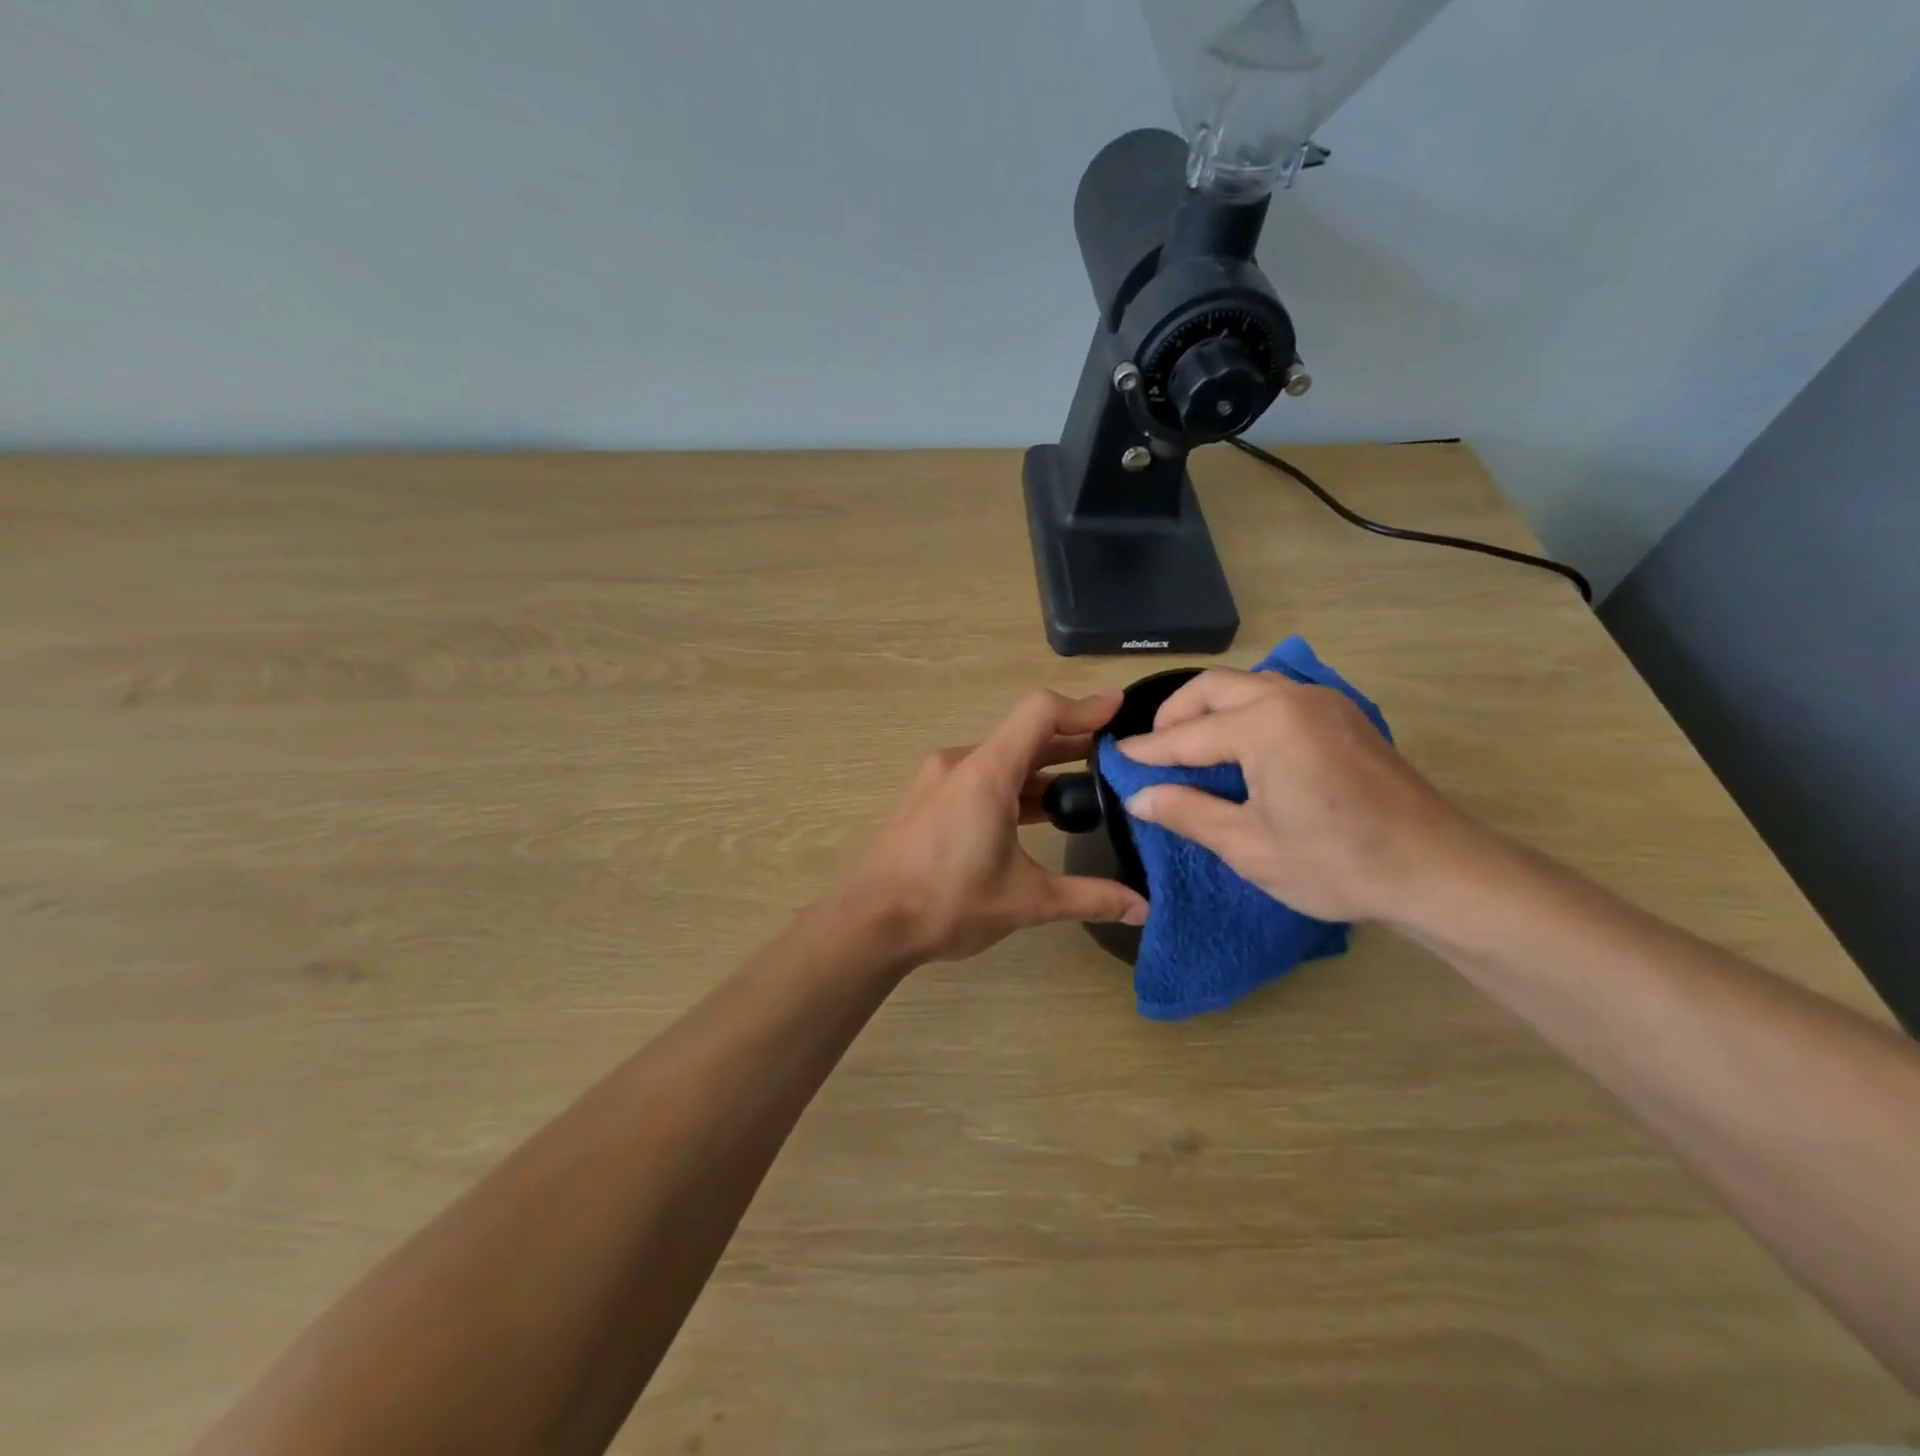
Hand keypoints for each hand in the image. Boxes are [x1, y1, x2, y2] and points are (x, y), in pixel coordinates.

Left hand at [837, 690, 1148, 962]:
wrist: (870, 922)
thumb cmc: (947, 902)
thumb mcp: (1026, 901)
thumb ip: (1089, 897)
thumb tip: (1144, 908)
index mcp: (987, 773)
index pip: (1041, 713)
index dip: (1084, 708)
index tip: (1120, 711)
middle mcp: (962, 764)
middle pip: (1026, 736)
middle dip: (1073, 743)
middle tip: (1117, 757)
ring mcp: (941, 780)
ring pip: (1003, 760)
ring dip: (1044, 770)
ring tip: (1087, 789)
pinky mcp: (930, 800)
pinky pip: (982, 778)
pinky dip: (1016, 787)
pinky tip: (1040, 815)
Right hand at [1117, 669, 1495, 922]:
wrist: (1438, 870)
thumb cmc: (1336, 862)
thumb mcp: (1248, 845)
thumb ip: (1186, 812)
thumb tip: (1138, 797)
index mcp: (1265, 725)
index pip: (1186, 735)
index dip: (1147, 751)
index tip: (1114, 757)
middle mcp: (1291, 697)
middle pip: (1213, 688)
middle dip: (1175, 715)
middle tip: (1153, 751)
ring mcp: (1324, 702)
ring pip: (1247, 685)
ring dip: (1210, 708)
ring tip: (1190, 747)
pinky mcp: (1344, 717)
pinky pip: (1277, 697)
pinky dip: (1244, 711)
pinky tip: (1239, 747)